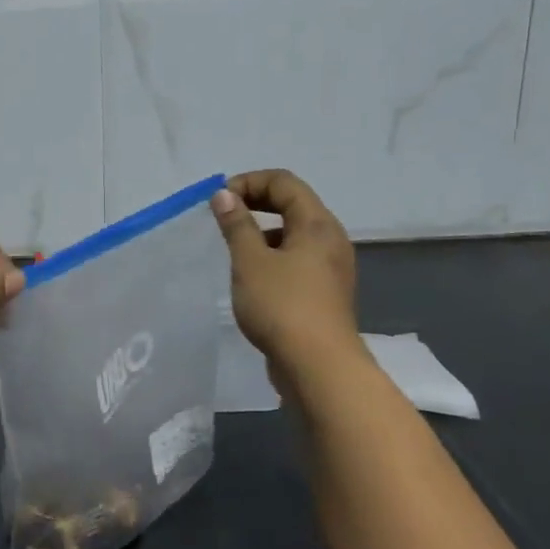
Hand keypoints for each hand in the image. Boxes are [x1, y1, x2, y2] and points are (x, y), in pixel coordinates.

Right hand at [211, 169, 360, 375]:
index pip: (284, 182)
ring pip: (294, 234)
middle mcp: (330, 239)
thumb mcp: (250, 261)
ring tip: (233, 250)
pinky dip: (272, 256)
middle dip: (255, 204)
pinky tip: (251, 279)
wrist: (318, 366)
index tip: (218, 202)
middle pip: (292, 204)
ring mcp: (331, 268)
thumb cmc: (282, 306)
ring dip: (262, 232)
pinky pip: (297, 259)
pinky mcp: (324, 292)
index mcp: (317, 224)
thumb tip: (224, 195)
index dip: (248, 182)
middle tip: (222, 219)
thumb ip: (236, 225)